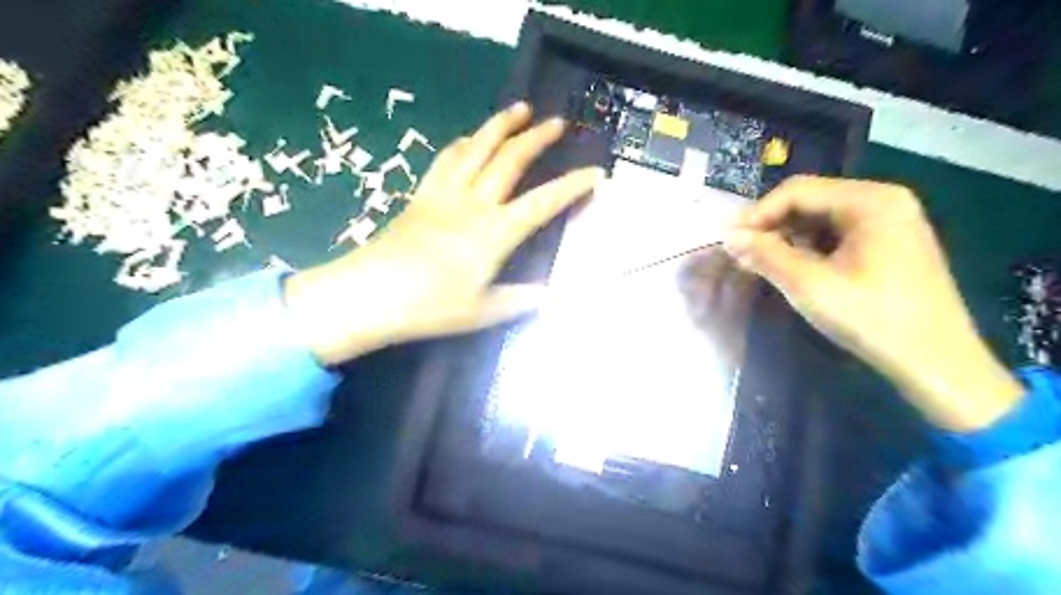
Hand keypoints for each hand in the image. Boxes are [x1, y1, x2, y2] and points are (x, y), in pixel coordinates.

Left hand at [287, 103, 603, 366]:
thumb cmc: (430, 307)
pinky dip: (462, 143)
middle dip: (537, 139)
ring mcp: (444, 195)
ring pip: (476, 149)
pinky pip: (444, 160)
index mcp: (495, 233)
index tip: (596, 173)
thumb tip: (549, 295)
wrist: (371, 295)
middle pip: (510, 160)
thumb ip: (520, 300)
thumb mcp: (483, 312)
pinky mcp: (421, 196)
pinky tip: (469, 138)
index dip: (572, 187)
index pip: (543, 203)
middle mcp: (474, 204)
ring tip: (518, 109)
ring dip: (500, 126)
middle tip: (558, 122)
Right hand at [722, 176, 1018, 432]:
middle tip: (738, 251)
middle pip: (809, 200)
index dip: (757, 213)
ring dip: (785, 236)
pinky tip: (788, 266)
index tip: (727, 239)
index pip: (798, 191)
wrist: (936, 364)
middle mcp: (882, 201)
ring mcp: (888, 222)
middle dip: (770, 224)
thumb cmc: (872, 319)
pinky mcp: (887, 243)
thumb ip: (766, 255)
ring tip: (756, 261)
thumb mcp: (810, 285)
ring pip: (819, 218)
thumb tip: (728, 235)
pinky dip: (806, 247)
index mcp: (870, 201)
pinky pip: (834, 234)